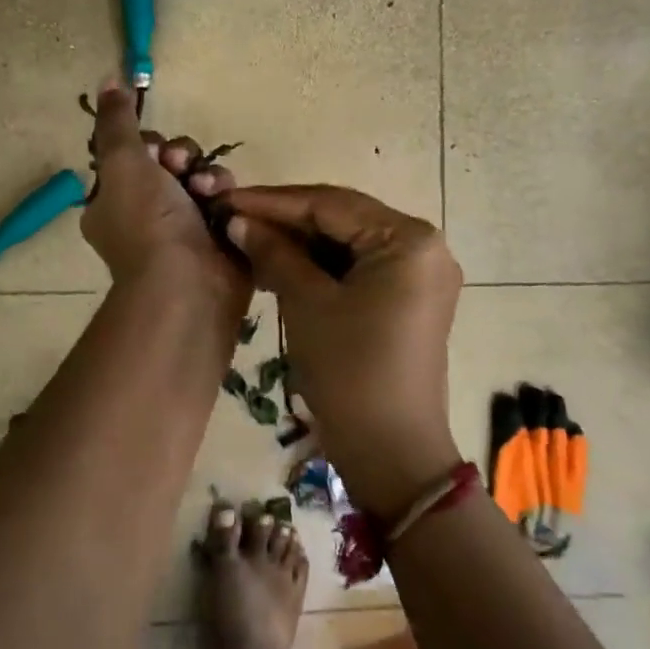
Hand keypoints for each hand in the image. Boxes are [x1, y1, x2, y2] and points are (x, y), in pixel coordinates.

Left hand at [82, 84, 249, 309]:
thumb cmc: (147, 222)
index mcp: (113, 203)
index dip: (149, 145)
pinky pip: (224, 202)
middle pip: (171, 164)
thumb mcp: (122, 162)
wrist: (188, 284)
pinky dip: (226, 197)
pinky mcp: (218, 238)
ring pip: (201, 179)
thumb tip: (108, 81)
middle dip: (182, 158)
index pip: (134, 157)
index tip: (155, 149)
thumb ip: (116, 121)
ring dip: (208, 175)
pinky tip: (226, 204)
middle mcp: (145, 217)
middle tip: (182, 166)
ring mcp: (183, 231)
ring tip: (208, 190)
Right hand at [223, 185, 462, 515]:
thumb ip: (274, 252)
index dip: (272, 202)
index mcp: (408, 239)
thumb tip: (239, 221)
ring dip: (300, 245)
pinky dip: (320, 269)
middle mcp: (424, 248)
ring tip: (248, 243)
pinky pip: (358, 270)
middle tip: (233, 221)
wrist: (389, 449)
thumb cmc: (349, 369)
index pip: (330, 204)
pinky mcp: (409, 302)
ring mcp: (419, 276)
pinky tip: (280, 268)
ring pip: (348, 245)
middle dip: (285, 222)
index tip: (225, 199)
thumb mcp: (307, 303)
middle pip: (342, 220)